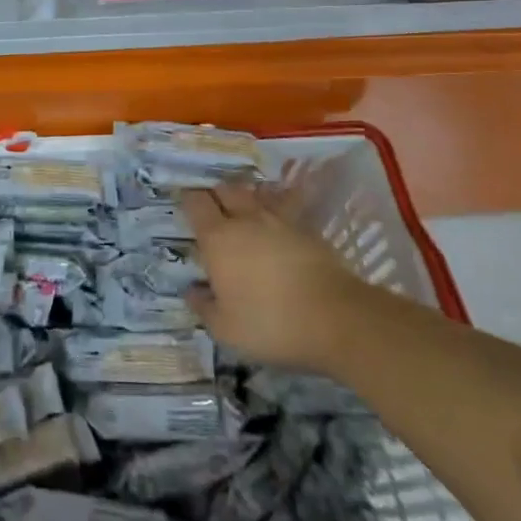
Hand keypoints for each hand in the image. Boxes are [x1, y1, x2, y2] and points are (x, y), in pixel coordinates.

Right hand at [181, 181, 368, 375]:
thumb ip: (204, 307)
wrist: (336, 318)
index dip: (188, 200)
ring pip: (256, 196)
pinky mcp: (307, 230)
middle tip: (212, 209)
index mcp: (218, 239)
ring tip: (243, 212)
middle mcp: (245, 220)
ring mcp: (279, 221)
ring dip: (245, 200)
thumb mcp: (226, 329)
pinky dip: (275, 212)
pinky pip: (284, 210)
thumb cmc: (271, 323)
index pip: (196, 203)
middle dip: (216, 195)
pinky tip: (276, 226)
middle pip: (226, 190)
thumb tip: (192, 290)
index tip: (184, 205)